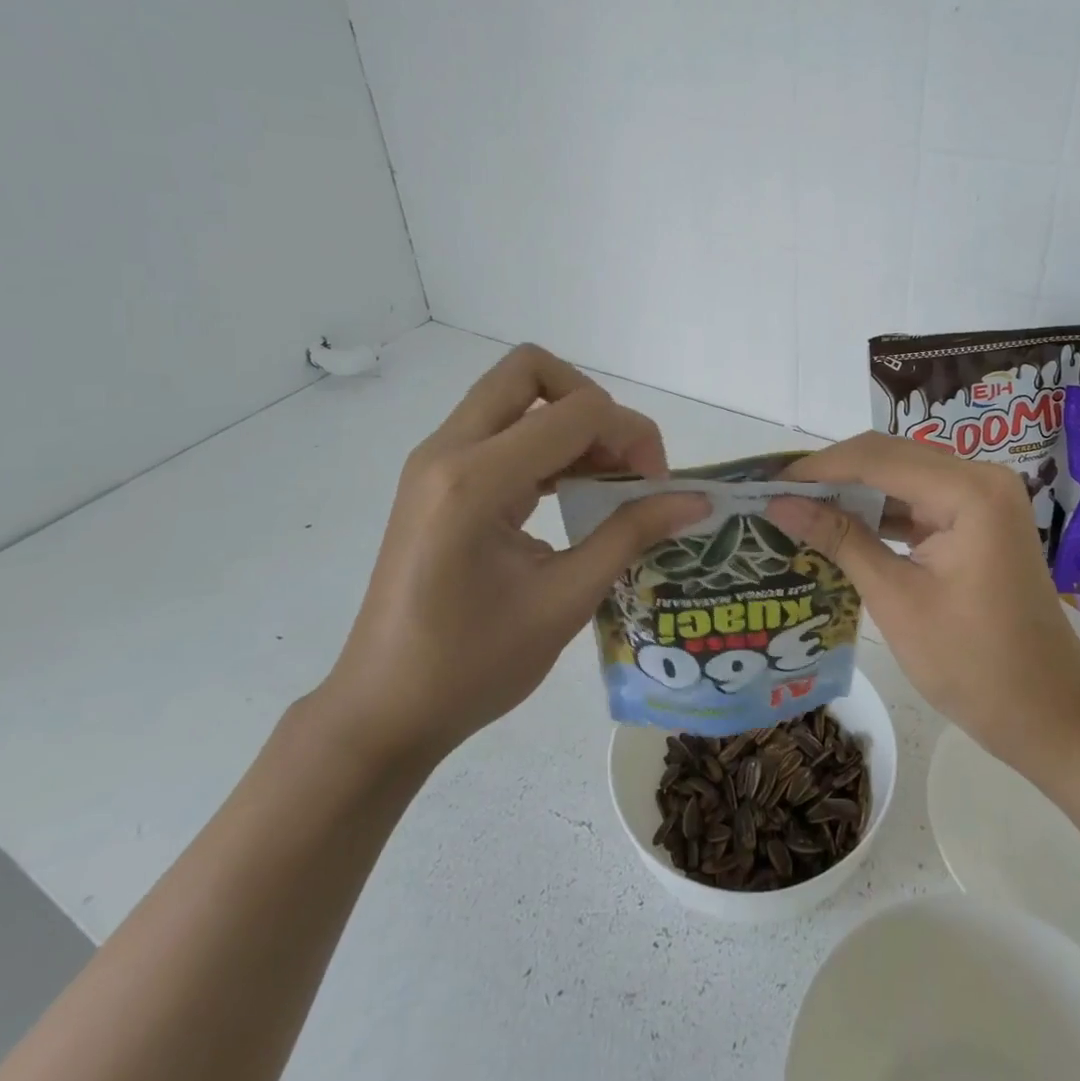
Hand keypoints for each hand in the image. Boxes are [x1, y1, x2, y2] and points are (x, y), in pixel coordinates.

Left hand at [313, 345, 706, 769]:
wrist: (382, 711)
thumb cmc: (472, 667)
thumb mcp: (565, 601)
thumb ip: (631, 535)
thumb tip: (697, 500)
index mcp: (476, 480)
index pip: (578, 411)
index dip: (633, 435)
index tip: (656, 487)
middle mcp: (448, 451)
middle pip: (531, 370)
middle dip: (592, 402)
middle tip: (621, 459)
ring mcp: (436, 461)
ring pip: (514, 395)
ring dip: (568, 420)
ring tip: (604, 478)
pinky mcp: (436, 478)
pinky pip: (499, 429)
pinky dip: (544, 442)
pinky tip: (570, 490)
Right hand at [766, 433, 1079, 779]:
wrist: (1051, 716)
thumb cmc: (974, 664)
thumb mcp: (896, 599)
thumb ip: (840, 539)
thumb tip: (779, 503)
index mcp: (968, 490)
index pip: (876, 458)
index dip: (818, 468)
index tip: (767, 482)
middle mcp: (980, 478)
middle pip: (890, 458)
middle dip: (832, 475)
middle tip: (778, 495)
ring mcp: (983, 499)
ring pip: (902, 478)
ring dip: (854, 493)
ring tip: (799, 508)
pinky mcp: (978, 522)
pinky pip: (919, 503)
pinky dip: (881, 513)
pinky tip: (841, 526)